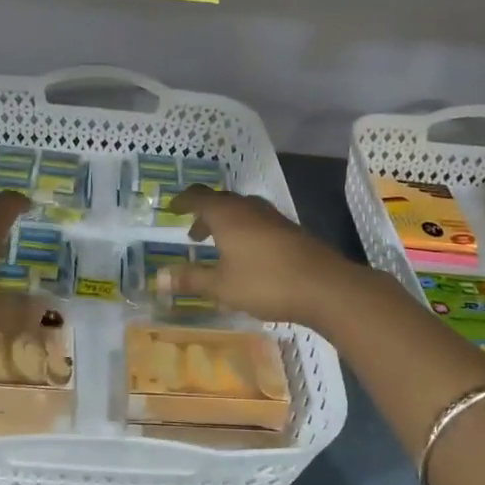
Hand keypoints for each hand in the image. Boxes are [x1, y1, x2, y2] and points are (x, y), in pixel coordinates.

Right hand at [165, 186, 365, 329]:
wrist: (325, 286)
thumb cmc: (265, 282)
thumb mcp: (221, 286)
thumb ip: (191, 279)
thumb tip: (160, 277)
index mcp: (227, 214)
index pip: (198, 197)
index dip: (183, 201)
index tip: (171, 209)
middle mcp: (248, 208)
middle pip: (221, 201)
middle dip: (204, 215)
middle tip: (193, 234)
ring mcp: (273, 217)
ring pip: (242, 211)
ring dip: (226, 223)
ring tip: (219, 245)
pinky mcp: (291, 231)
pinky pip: (258, 223)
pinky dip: (244, 232)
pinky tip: (248, 256)